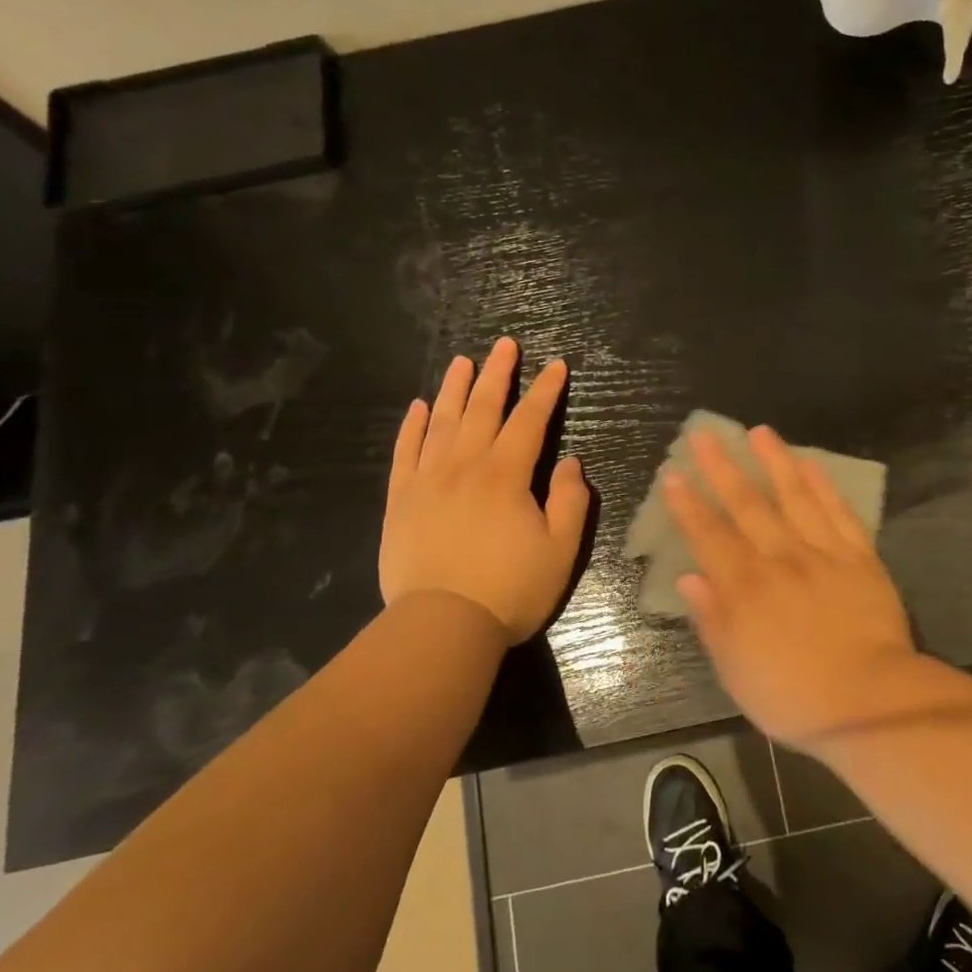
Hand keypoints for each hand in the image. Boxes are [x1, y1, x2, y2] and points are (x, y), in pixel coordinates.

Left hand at [379, 338, 588, 642]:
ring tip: (462, 361)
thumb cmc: (510, 590)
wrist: (441, 626)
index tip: (556, 365)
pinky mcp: (401, 500)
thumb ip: (570, 501)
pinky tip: (418, 407)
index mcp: (506, 475)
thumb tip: (569, 463)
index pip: (530, 420)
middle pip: (483, 409)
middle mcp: (465, 466)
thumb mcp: (561, 550)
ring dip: (454, 388)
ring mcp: (427, 480)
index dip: (545, 391)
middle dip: (497, 374)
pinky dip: (412, 426)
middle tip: (505, 345)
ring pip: (442, 422)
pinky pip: (405, 452)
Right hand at [663, 425, 917, 750]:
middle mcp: (779, 558)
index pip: (709, 535)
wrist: (869, 701)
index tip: (674, 474)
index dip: (688, 504)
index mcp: (745, 588)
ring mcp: (822, 552)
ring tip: (759, 431)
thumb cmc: (793, 695)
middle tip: (706, 434)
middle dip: (723, 467)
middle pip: (746, 504)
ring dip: (774, 461)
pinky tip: (810, 463)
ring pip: (794, 495)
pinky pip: (838, 511)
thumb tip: (689, 577)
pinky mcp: (859, 556)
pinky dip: (823, 485)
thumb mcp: (736, 670)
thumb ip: (712, 620)